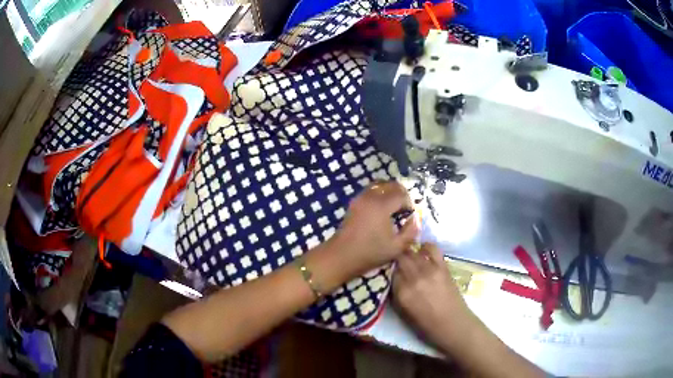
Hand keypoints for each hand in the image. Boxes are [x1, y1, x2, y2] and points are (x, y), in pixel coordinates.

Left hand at [331, 181, 418, 275]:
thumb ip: (411, 231)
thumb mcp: (397, 247)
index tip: (411, 215)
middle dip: (401, 194)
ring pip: (379, 185)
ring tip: (395, 207)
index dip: (410, 203)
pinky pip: (371, 191)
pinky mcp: (354, 203)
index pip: (402, 195)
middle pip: (391, 185)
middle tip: (406, 208)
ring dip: (389, 192)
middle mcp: (370, 196)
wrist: (341, 256)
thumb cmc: (370, 253)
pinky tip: (382, 210)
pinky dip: (380, 195)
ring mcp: (360, 198)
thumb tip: (416, 218)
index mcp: (382, 205)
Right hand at [392, 244, 474, 351]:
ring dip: (408, 252)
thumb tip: (393, 279)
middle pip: (399, 259)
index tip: (389, 269)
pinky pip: (432, 249)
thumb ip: (396, 295)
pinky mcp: (443, 267)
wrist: (453, 325)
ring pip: (412, 252)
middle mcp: (413, 279)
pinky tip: (423, 250)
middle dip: (396, 258)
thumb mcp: (404, 313)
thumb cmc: (427, 325)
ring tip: (408, 255)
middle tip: (397, 260)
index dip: (389, 269)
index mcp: (402, 294)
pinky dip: (426, 247)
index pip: (389, 272)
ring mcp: (429, 271)